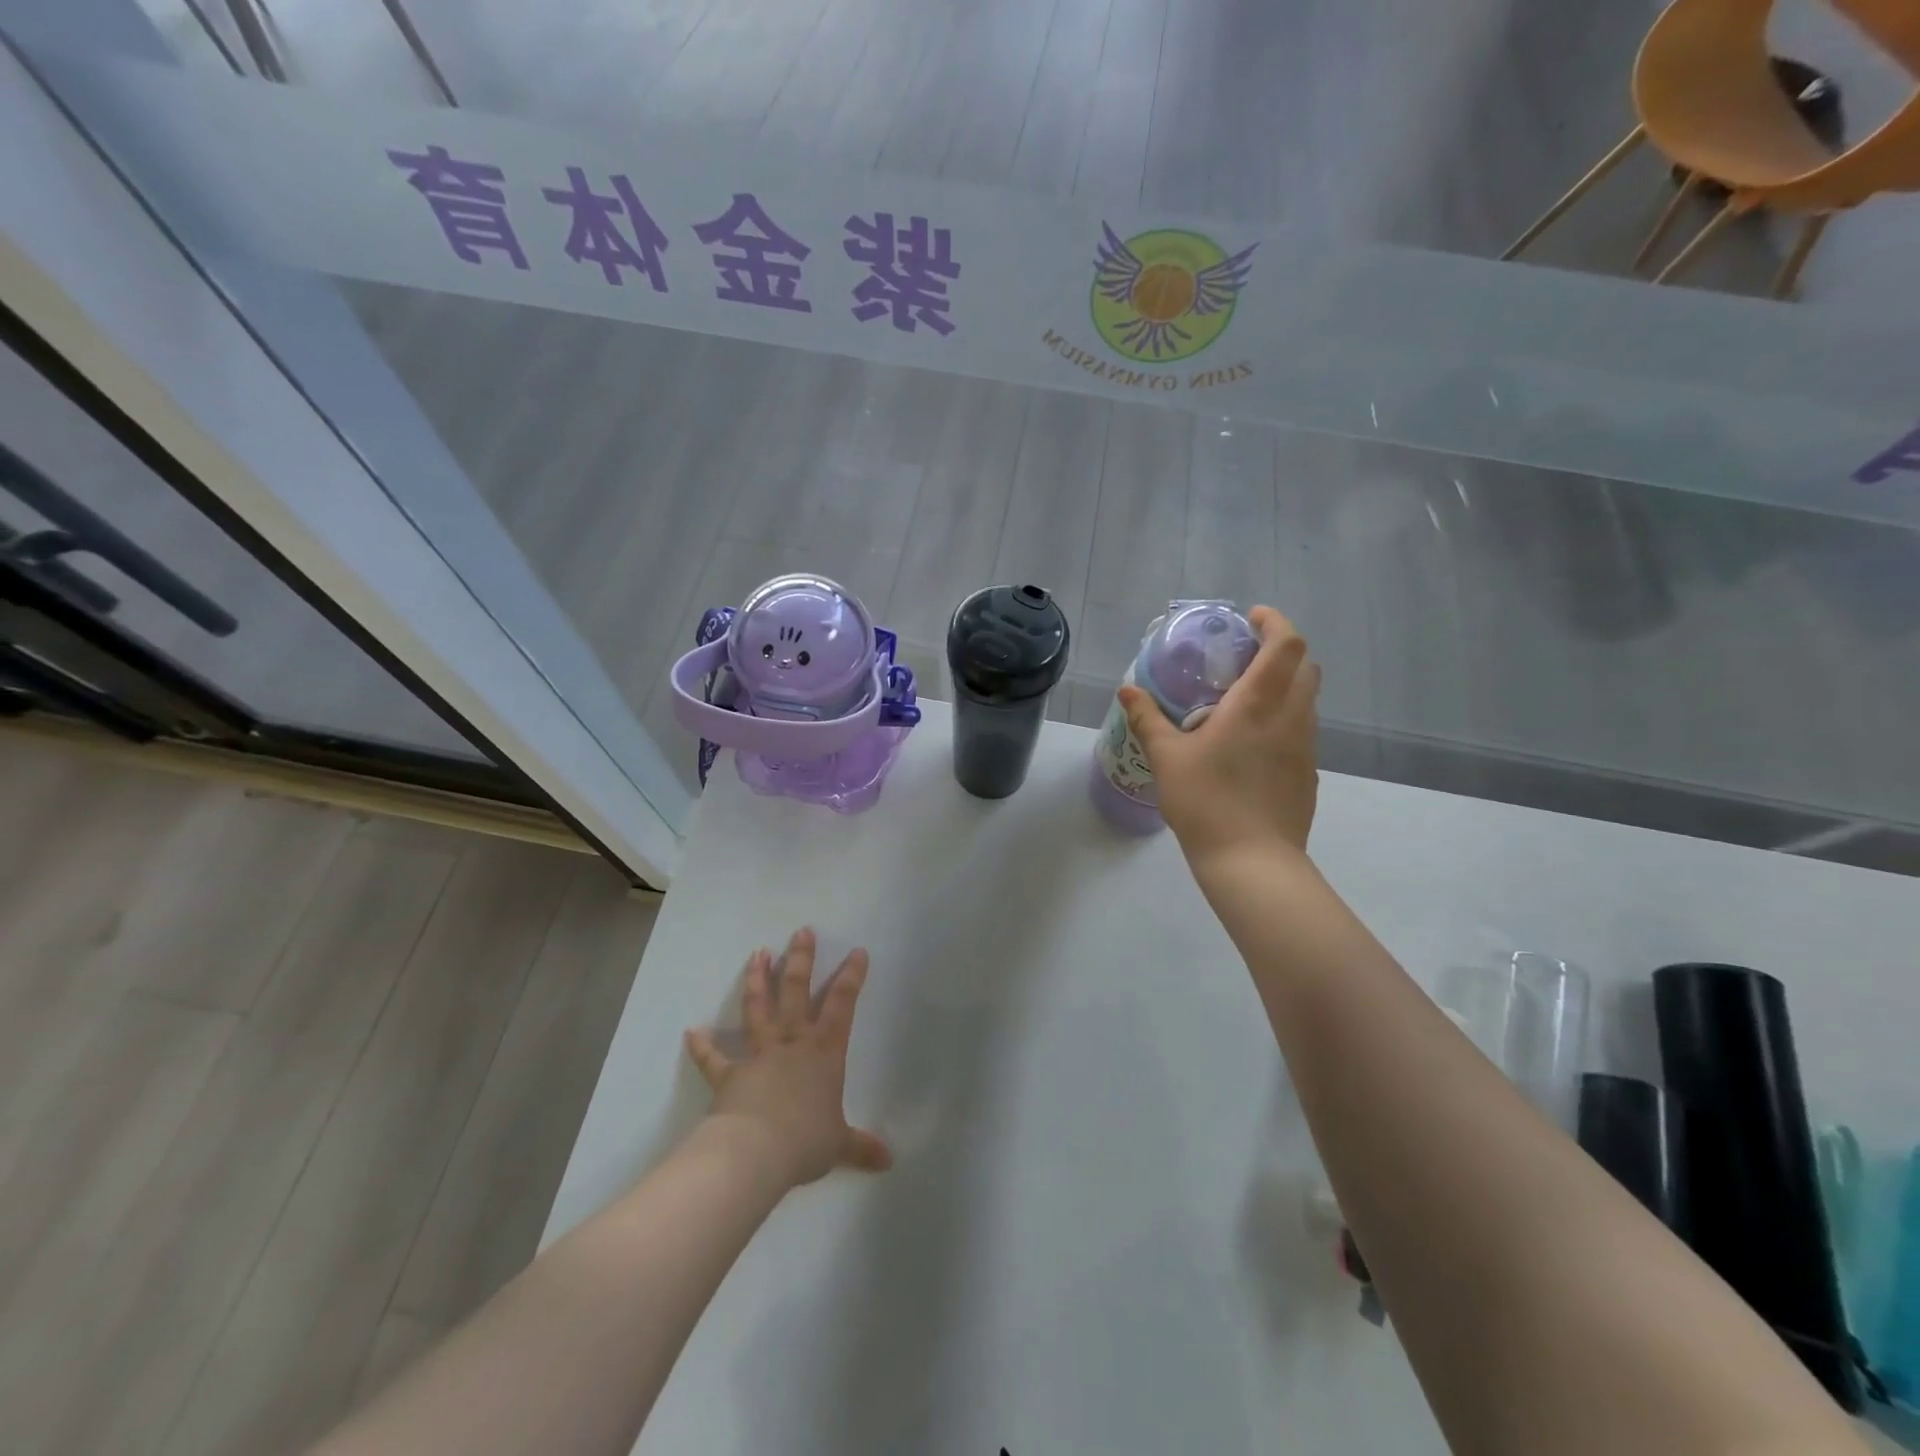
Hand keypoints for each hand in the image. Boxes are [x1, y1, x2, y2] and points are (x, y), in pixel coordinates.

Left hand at [685, 928, 891, 1188]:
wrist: (755, 1152)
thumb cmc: (805, 1140)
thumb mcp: (839, 1144)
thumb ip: (860, 1147)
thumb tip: (887, 1161)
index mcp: (824, 1052)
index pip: (842, 1005)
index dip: (851, 977)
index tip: (856, 951)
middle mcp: (792, 1043)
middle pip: (797, 992)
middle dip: (800, 960)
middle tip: (801, 932)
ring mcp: (759, 1055)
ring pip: (758, 1009)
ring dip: (757, 980)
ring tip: (757, 953)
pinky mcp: (730, 1074)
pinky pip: (714, 1058)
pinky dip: (702, 1046)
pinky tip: (691, 1032)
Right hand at [1118, 605, 1320, 865]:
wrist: (1252, 861)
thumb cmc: (1206, 802)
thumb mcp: (1167, 758)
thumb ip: (1148, 719)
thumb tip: (1126, 690)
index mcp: (1258, 703)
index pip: (1287, 643)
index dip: (1274, 622)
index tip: (1250, 620)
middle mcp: (1291, 716)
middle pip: (1306, 666)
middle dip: (1281, 652)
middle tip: (1244, 660)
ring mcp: (1306, 746)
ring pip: (1307, 699)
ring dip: (1284, 686)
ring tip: (1244, 702)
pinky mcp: (1308, 773)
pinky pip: (1302, 730)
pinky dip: (1283, 719)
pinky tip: (1251, 746)